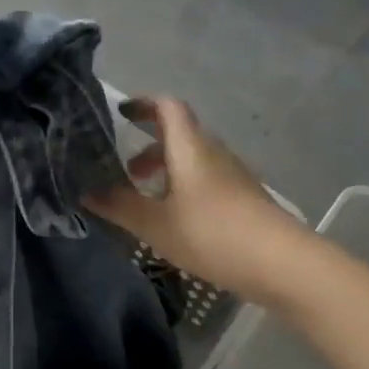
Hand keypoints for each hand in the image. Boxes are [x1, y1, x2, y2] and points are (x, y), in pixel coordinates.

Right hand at [85, 97, 306, 298]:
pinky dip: (183, 187)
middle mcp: (212, 152)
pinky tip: (174, 219)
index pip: (168, 107)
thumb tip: (85, 192)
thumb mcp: (156, 224)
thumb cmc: (213, 234)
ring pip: (192, 159)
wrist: (283, 264)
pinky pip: (205, 179)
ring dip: (166, 170)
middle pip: (178, 133)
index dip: (143, 104)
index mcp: (190, 147)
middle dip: (148, 146)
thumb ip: (119, 206)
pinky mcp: (243, 197)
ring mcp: (232, 175)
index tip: (120, 114)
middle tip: (123, 171)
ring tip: (145, 199)